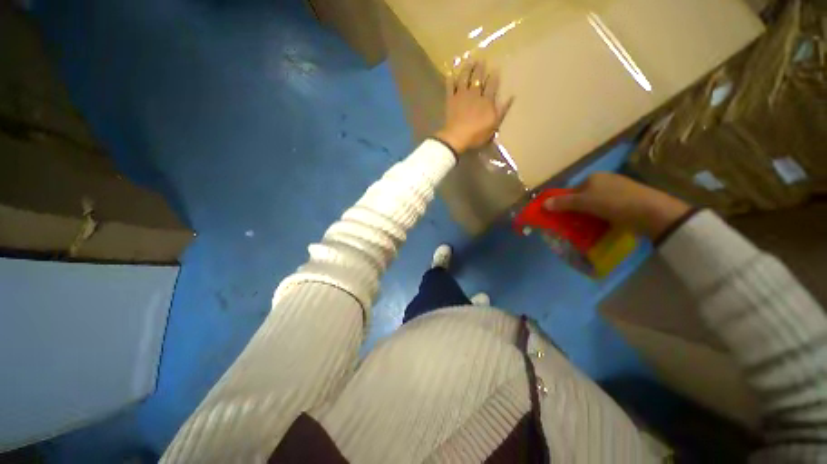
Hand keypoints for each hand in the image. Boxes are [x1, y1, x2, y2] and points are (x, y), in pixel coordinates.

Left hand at [435, 61, 513, 153]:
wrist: (457, 136)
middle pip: (478, 78)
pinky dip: (450, 80)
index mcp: (486, 100)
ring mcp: (461, 96)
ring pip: (465, 78)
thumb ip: (502, 110)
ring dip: (467, 69)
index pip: (492, 85)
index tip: (496, 68)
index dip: (494, 77)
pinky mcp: (450, 100)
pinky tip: (451, 74)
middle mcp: (475, 94)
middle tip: (481, 60)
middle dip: (480, 69)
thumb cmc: (477, 134)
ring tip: (469, 61)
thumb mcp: (494, 124)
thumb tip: (512, 96)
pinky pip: (450, 87)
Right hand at [544, 172, 691, 239]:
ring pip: (595, 204)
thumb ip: (563, 203)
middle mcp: (605, 181)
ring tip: (587, 227)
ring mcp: (618, 190)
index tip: (562, 217)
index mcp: (594, 177)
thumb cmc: (614, 203)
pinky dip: (602, 217)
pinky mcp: (628, 200)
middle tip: (574, 224)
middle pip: (583, 197)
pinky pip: (608, 209)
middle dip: (577, 210)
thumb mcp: (585, 202)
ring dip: (589, 215)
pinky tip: (603, 225)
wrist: (653, 212)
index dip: (565, 203)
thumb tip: (543, 204)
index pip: (572, 191)